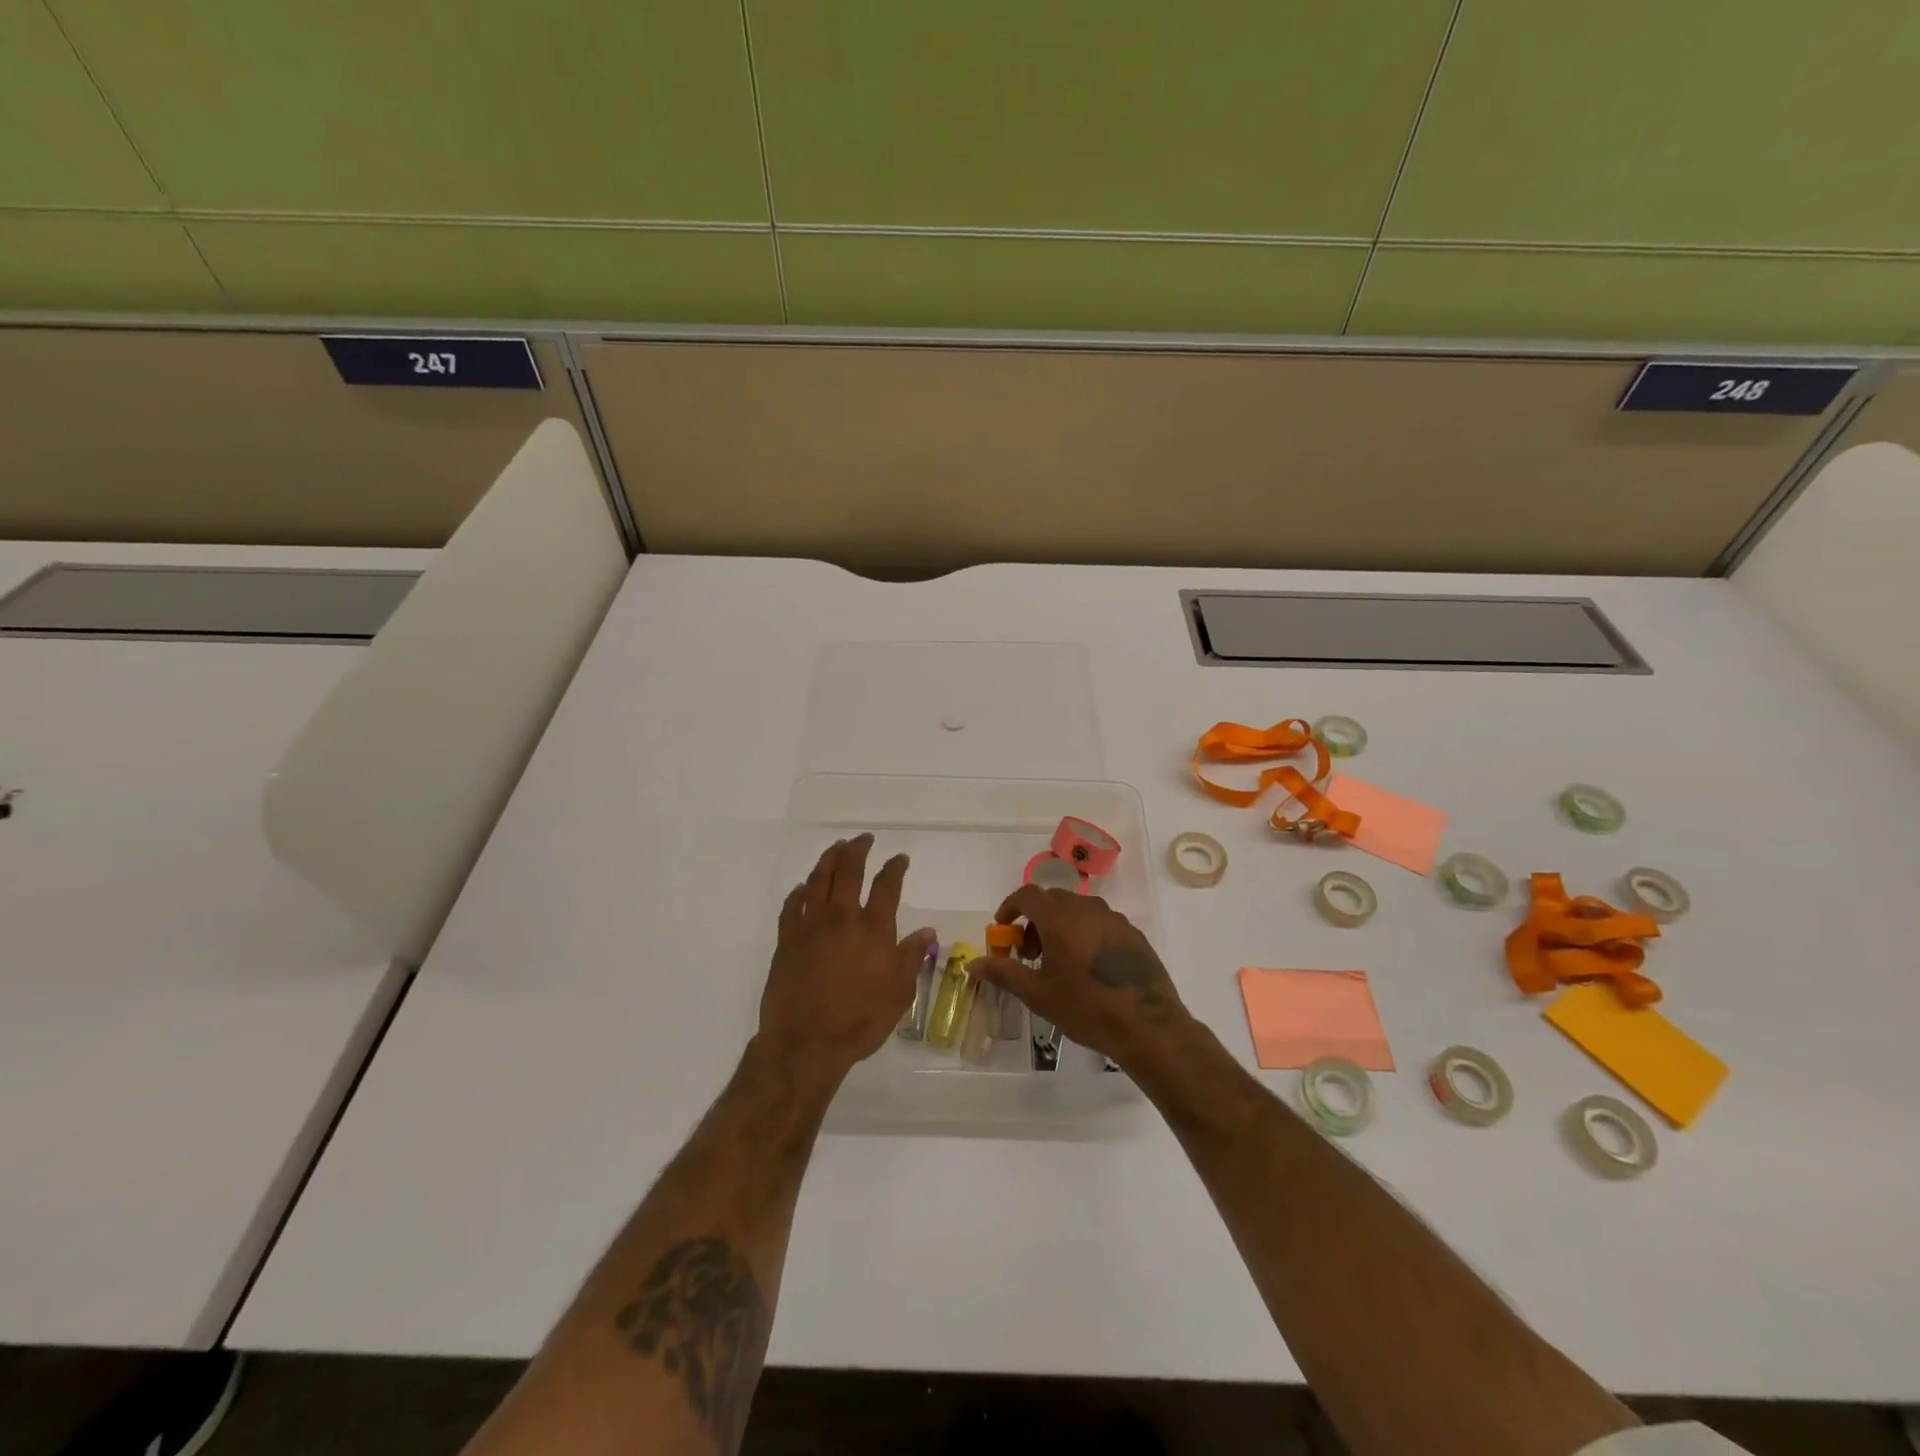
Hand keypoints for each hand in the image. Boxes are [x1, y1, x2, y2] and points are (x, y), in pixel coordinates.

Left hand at [758, 835, 935, 1087]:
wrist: (804, 1043)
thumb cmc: (859, 1021)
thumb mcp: (899, 993)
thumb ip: (911, 957)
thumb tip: (926, 931)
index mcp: (873, 928)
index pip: (887, 885)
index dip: (895, 867)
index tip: (900, 858)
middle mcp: (841, 917)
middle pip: (848, 869)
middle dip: (858, 849)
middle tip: (864, 839)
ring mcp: (810, 925)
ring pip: (818, 879)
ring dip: (828, 859)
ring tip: (836, 848)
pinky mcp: (786, 939)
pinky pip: (792, 905)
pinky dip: (800, 891)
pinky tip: (803, 888)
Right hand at [970, 885, 1192, 1067]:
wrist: (1147, 1025)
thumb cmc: (1086, 1007)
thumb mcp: (1038, 994)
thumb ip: (1003, 972)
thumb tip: (973, 964)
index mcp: (1060, 917)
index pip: (1027, 895)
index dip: (1010, 908)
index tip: (1003, 930)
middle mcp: (1086, 908)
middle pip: (1052, 901)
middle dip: (1034, 921)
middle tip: (1029, 954)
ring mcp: (1113, 918)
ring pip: (1077, 911)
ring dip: (1059, 927)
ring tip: (1058, 963)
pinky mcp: (1132, 933)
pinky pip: (1099, 923)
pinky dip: (1084, 934)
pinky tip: (1088, 968)